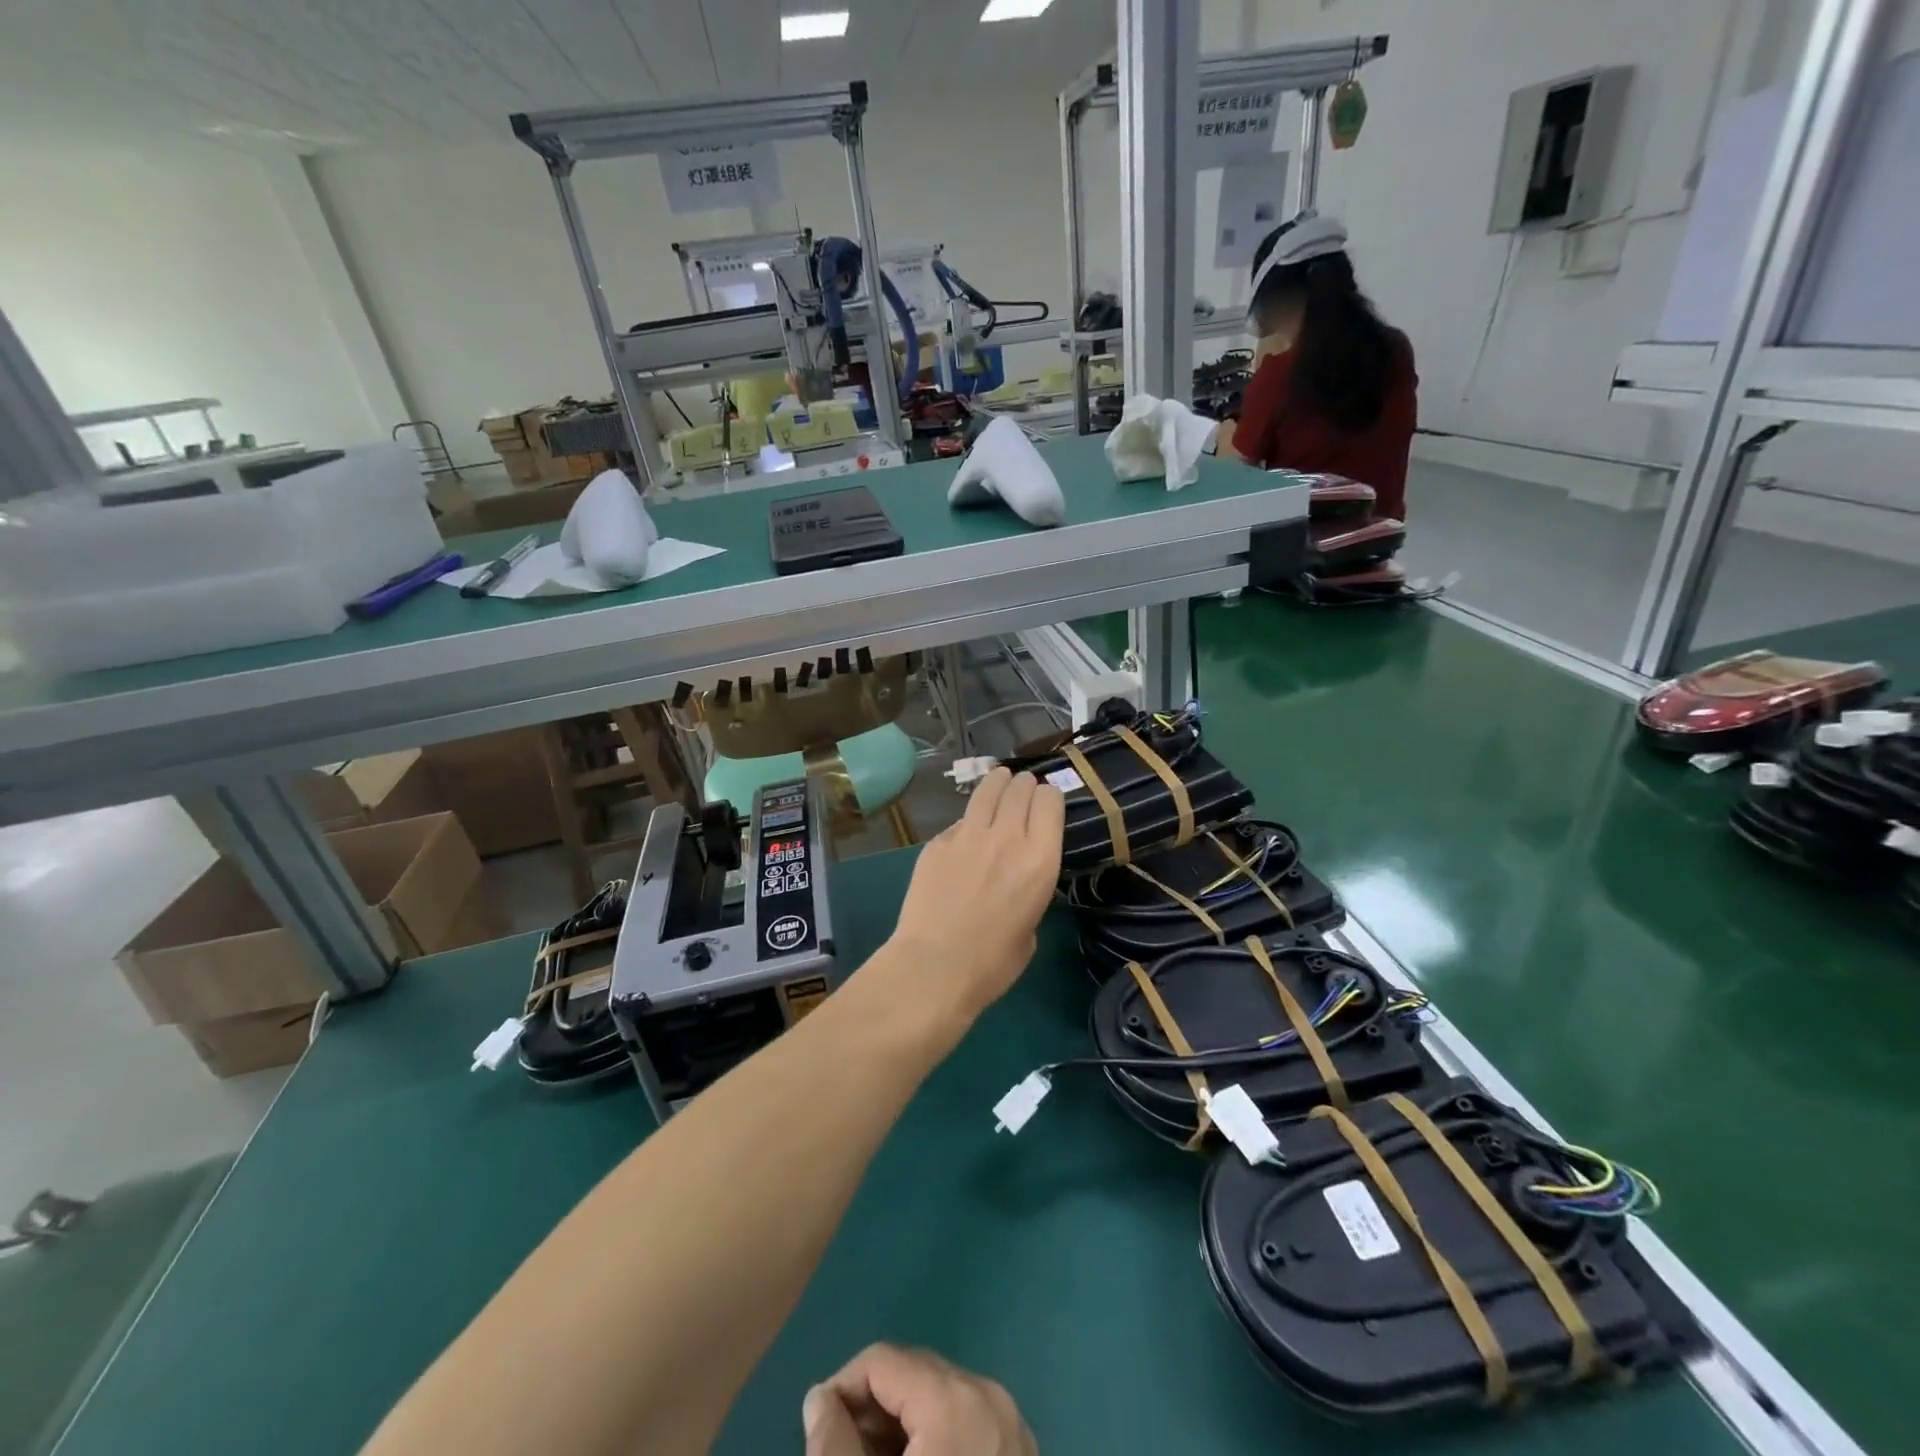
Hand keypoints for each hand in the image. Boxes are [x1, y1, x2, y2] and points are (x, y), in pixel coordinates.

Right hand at [803, 1345, 1036, 1455]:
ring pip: (939, 1398)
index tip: (817, 1434)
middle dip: (870, 1409)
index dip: (841, 1389)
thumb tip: (819, 1399)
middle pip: (913, 1374)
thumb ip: (833, 1447)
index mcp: (954, 1400)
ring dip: (898, 1427)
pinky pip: (966, 1422)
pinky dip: (932, 1441)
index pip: (883, 1360)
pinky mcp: (1021, 1455)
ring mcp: (1013, 1427)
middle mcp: (989, 1397)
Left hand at [886, 768, 1063, 1017]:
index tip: (1047, 803)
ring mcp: (968, 835)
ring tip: (999, 778)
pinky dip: (968, 820)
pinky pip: (959, 821)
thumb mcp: (1031, 928)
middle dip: (1024, 785)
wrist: (935, 965)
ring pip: (987, 791)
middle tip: (1023, 788)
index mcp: (1040, 859)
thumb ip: (1029, 892)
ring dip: (997, 782)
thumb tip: (1015, 882)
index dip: (1049, 798)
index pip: (1050, 802)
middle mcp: (1007, 836)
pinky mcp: (937, 842)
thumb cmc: (993, 963)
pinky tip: (967, 829)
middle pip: (1019, 789)